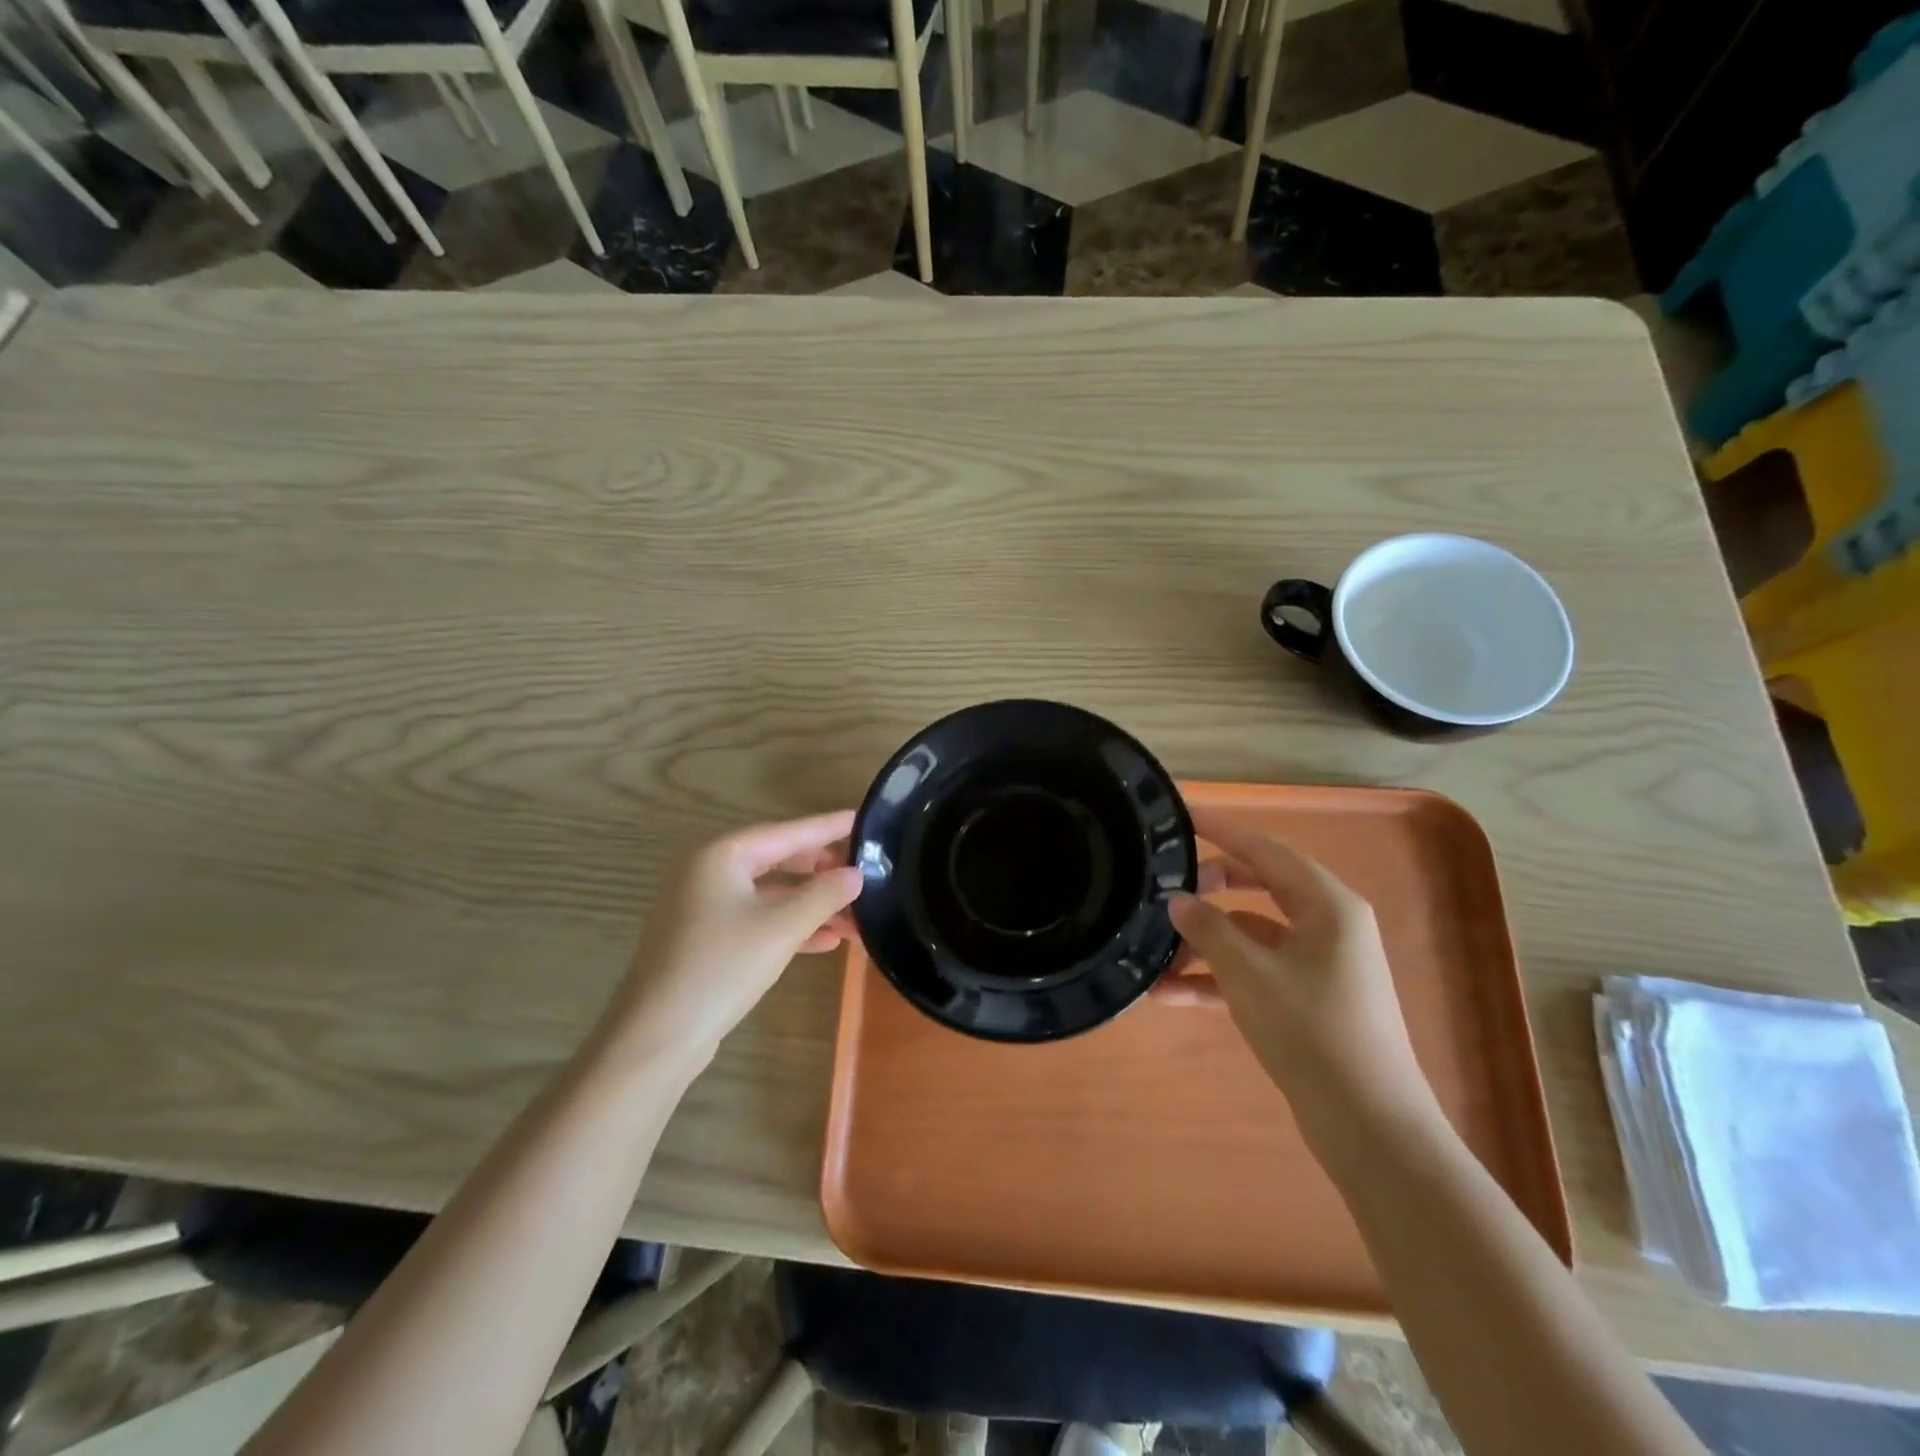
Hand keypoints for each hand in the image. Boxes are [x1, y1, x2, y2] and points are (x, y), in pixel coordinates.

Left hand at [597, 812, 863, 1076]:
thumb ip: (824, 894)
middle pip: (778, 860)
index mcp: (721, 855)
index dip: (826, 827)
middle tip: (862, 872)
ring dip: (811, 905)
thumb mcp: (782, 927)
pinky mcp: (705, 940)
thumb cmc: (721, 967)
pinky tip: (825, 941)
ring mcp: (703, 908)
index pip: (786, 832)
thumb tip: (855, 874)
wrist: (656, 1037)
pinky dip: (789, 926)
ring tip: (855, 916)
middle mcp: (708, 873)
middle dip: (822, 872)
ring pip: (770, 895)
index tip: (861, 818)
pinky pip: (757, 920)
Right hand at [1168, 808, 1432, 1131]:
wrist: (1369, 1126)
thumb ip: (1209, 929)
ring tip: (1154, 954)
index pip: (1266, 850)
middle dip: (1209, 890)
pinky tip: (1170, 994)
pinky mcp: (1306, 999)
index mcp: (1327, 905)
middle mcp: (1326, 925)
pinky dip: (1218, 978)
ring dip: (1205, 943)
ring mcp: (1318, 964)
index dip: (1222, 831)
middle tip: (1165, 890)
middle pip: (1258, 888)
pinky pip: (1255, 971)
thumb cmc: (1312, 1032)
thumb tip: (1177, 900)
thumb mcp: (1250, 974)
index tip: (1182, 817)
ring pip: (1251, 934)